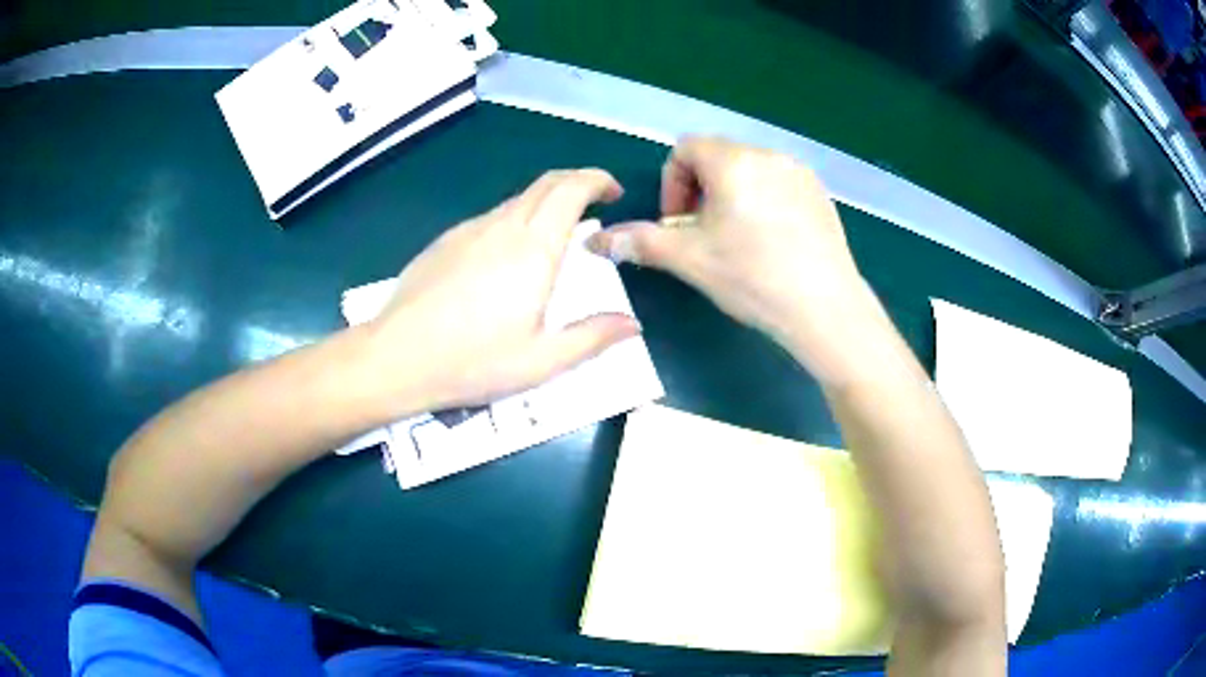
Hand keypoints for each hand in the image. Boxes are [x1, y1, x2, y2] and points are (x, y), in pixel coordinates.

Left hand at [367, 169, 640, 411]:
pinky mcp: (444, 242)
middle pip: (545, 184)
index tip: (613, 192)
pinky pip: (489, 218)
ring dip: (544, 205)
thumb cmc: (472, 361)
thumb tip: (632, 325)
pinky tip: (506, 258)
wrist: (396, 357)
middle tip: (594, 206)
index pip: (570, 189)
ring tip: (554, 238)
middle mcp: (501, 227)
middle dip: (576, 184)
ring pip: (516, 200)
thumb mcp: (541, 361)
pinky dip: (513, 221)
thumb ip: (592, 338)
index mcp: (533, 249)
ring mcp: (467, 231)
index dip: (596, 180)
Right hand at [588, 136, 875, 381]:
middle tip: (704, 235)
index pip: (686, 148)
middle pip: (718, 157)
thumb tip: (596, 241)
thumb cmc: (752, 278)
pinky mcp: (820, 194)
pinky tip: (771, 243)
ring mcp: (799, 173)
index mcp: (733, 161)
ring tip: (737, 241)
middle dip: (700, 191)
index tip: (678, 222)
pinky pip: (779, 184)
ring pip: (750, 171)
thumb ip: (640, 241)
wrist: (826, 308)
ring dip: (731, 196)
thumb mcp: (689, 259)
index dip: (672, 183)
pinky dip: (763, 202)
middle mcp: (768, 155)